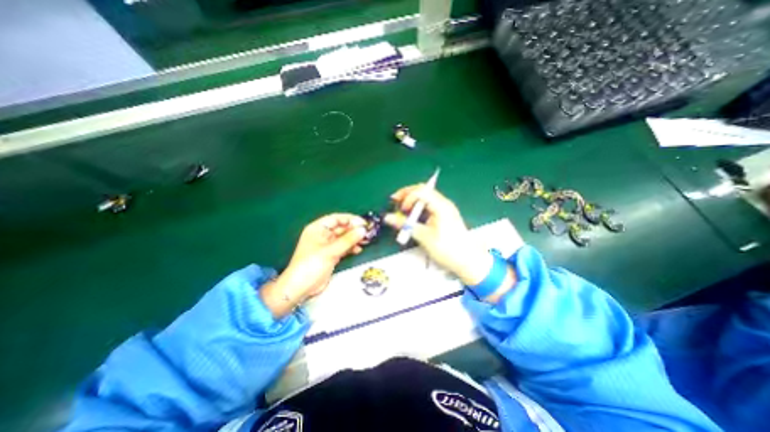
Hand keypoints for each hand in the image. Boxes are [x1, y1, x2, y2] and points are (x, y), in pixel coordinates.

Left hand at [262, 212, 366, 316]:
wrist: (300, 288)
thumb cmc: (311, 265)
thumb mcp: (330, 251)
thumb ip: (347, 240)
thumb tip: (363, 230)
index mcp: (317, 229)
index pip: (336, 218)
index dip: (350, 219)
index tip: (363, 223)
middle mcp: (322, 235)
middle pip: (341, 228)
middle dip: (354, 230)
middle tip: (368, 232)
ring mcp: (327, 246)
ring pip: (343, 238)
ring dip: (354, 239)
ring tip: (366, 241)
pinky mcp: (331, 255)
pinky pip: (343, 248)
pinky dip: (351, 248)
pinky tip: (359, 250)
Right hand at [385, 183, 516, 300]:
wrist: (468, 261)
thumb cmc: (448, 249)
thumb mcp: (424, 236)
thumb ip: (405, 225)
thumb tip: (388, 217)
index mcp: (441, 205)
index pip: (420, 190)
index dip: (407, 197)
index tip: (401, 209)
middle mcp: (443, 203)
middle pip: (422, 190)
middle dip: (407, 194)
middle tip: (395, 202)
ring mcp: (445, 208)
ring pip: (425, 197)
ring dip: (412, 201)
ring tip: (402, 211)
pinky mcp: (444, 215)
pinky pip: (429, 205)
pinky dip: (418, 208)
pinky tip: (413, 216)